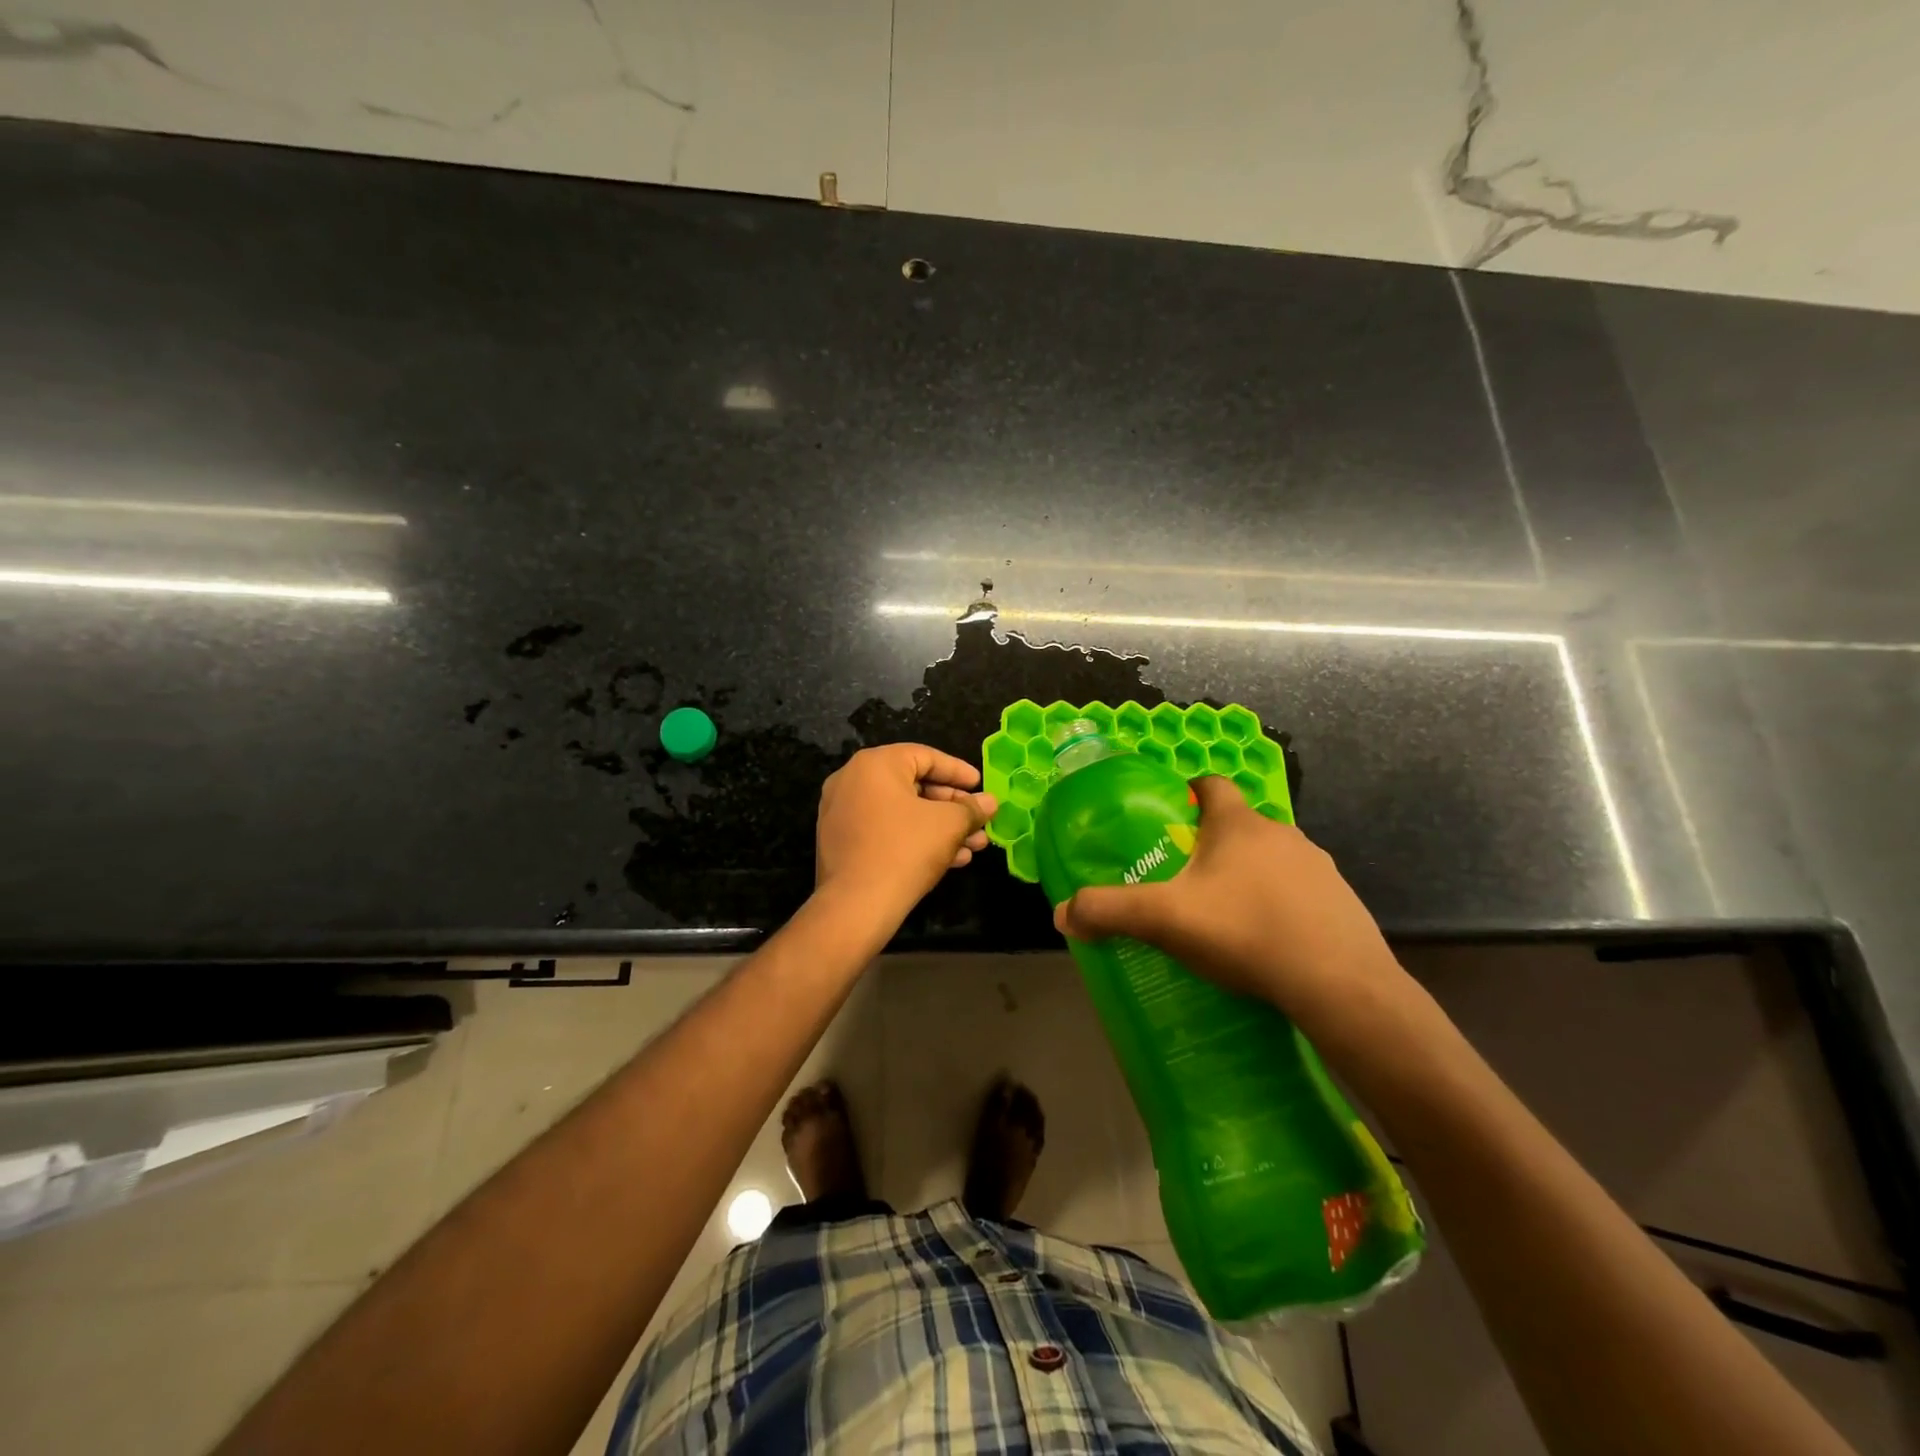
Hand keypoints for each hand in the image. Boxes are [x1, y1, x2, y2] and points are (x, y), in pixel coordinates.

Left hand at [815, 744, 997, 920]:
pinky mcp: (842, 843)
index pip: (925, 756)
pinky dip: (915, 838)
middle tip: (979, 822)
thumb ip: (972, 809)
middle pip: (913, 786)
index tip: (981, 786)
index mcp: (875, 764)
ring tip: (974, 846)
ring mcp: (843, 813)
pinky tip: (950, 860)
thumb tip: (990, 802)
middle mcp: (852, 781)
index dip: (958, 771)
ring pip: (902, 813)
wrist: (856, 906)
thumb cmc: (905, 850)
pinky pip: (885, 831)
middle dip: (953, 807)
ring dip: (940, 827)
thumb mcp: (948, 825)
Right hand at [1052, 775, 1411, 1035]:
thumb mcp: (1164, 920)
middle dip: (1214, 845)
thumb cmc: (1245, 931)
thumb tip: (1062, 914)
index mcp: (1238, 824)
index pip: (1213, 785)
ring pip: (1272, 859)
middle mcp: (1282, 834)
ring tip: (1227, 916)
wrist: (1339, 985)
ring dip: (1250, 876)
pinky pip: (1301, 893)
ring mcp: (1320, 867)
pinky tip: (1268, 942)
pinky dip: (1282, 906)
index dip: (1191, 792)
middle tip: (1187, 880)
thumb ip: (1108, 911)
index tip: (1173, 816)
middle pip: (1240, 825)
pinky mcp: (1343, 903)